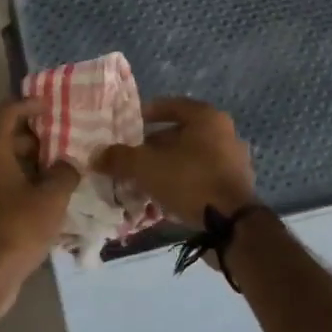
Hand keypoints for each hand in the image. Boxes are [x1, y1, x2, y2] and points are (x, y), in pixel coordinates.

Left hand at [0, 98, 81, 303]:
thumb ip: (64, 172)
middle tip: (61, 142)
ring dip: (26, 162)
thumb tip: (67, 164)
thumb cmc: (17, 225)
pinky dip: (16, 181)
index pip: (7, 112)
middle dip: (33, 138)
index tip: (52, 106)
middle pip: (3, 137)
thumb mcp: (52, 197)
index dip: (30, 105)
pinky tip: (41, 195)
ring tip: (56, 170)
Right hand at [96, 97, 256, 224]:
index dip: (145, 114)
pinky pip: (200, 178)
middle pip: (179, 134)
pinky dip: (181, 183)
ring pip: (189, 158)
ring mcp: (233, 161)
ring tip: (141, 181)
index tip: (127, 126)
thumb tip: (96, 155)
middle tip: (130, 158)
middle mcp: (224, 134)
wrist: (231, 225)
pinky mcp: (235, 187)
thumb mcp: (145, 167)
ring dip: (165, 167)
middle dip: (152, 147)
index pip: (171, 106)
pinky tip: (162, 198)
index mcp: (207, 118)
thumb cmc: (189, 181)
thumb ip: (119, 158)